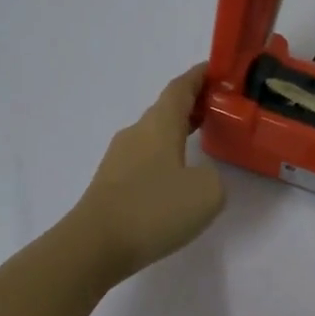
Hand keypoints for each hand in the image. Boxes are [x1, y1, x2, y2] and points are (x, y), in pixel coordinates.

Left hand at [73, 65, 226, 282]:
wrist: (95, 245)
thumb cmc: (154, 209)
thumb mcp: (208, 192)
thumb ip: (214, 177)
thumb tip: (200, 176)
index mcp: (159, 125)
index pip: (180, 88)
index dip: (199, 77)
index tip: (216, 70)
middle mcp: (136, 133)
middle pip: (166, 110)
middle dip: (192, 106)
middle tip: (219, 111)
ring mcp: (118, 159)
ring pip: (153, 136)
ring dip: (177, 134)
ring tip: (201, 145)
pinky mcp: (111, 184)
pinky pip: (144, 160)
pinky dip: (164, 159)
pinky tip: (176, 181)